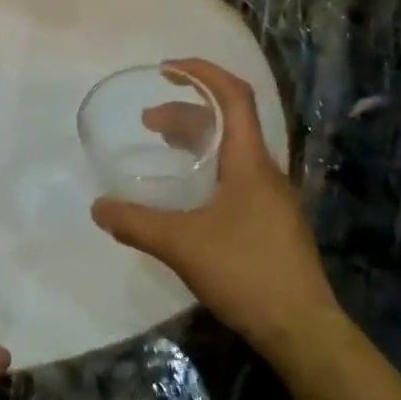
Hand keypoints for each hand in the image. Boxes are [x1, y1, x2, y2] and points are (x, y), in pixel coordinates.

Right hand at [91, 59, 336, 344]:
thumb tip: (98, 208)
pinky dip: (205, 167)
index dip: (203, 73)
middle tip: (148, 122)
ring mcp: (270, 198)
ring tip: (161, 147)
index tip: (168, 69)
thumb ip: (135, 223)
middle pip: (228, 121)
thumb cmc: (246, 273)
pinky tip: (185, 194)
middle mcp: (264, 171)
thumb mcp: (181, 245)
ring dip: (195, 140)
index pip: (234, 96)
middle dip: (187, 110)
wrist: (302, 330)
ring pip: (231, 150)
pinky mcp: (269, 221)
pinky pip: (234, 175)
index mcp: (249, 162)